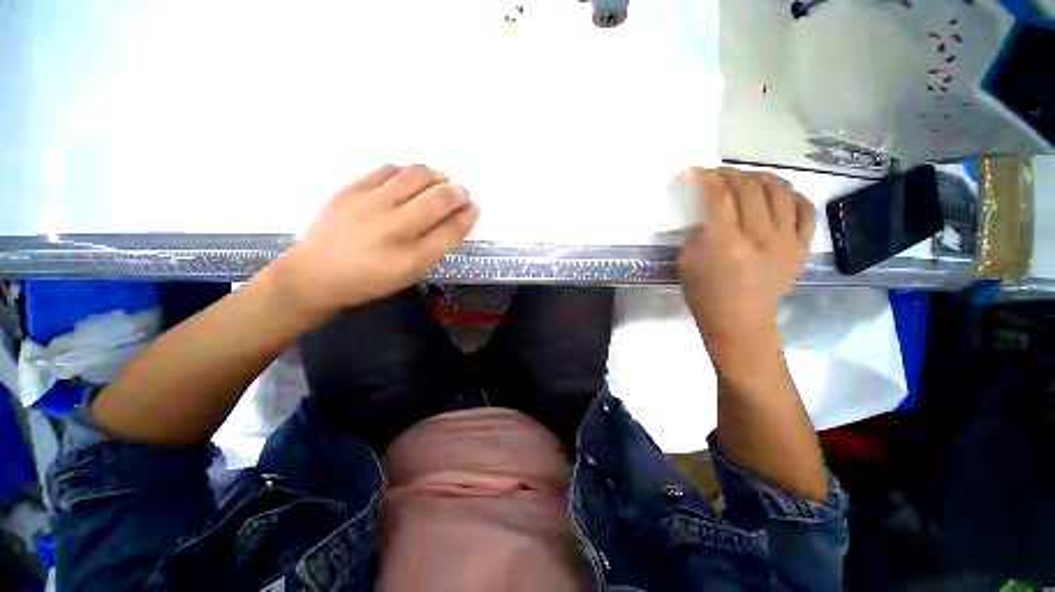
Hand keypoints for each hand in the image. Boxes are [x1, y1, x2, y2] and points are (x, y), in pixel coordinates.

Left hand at [273, 165, 478, 315]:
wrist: (315, 275)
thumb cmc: (370, 281)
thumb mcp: (410, 274)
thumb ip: (435, 248)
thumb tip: (455, 219)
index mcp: (413, 258)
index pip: (453, 229)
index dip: (468, 215)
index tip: (473, 208)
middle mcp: (395, 229)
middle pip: (440, 199)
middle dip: (459, 192)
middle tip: (461, 193)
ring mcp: (371, 205)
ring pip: (416, 176)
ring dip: (437, 176)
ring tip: (441, 180)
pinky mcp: (351, 189)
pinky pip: (389, 169)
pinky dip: (408, 171)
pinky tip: (412, 178)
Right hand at [677, 167, 814, 346]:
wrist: (740, 322)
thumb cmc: (705, 294)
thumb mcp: (687, 262)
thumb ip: (695, 232)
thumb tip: (701, 208)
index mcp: (725, 243)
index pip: (717, 197)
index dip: (704, 179)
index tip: (693, 172)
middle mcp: (760, 237)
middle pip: (748, 188)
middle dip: (728, 174)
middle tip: (716, 174)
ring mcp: (786, 241)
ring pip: (779, 192)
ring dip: (760, 177)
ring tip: (747, 177)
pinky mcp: (802, 247)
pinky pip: (804, 210)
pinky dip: (792, 195)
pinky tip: (779, 193)